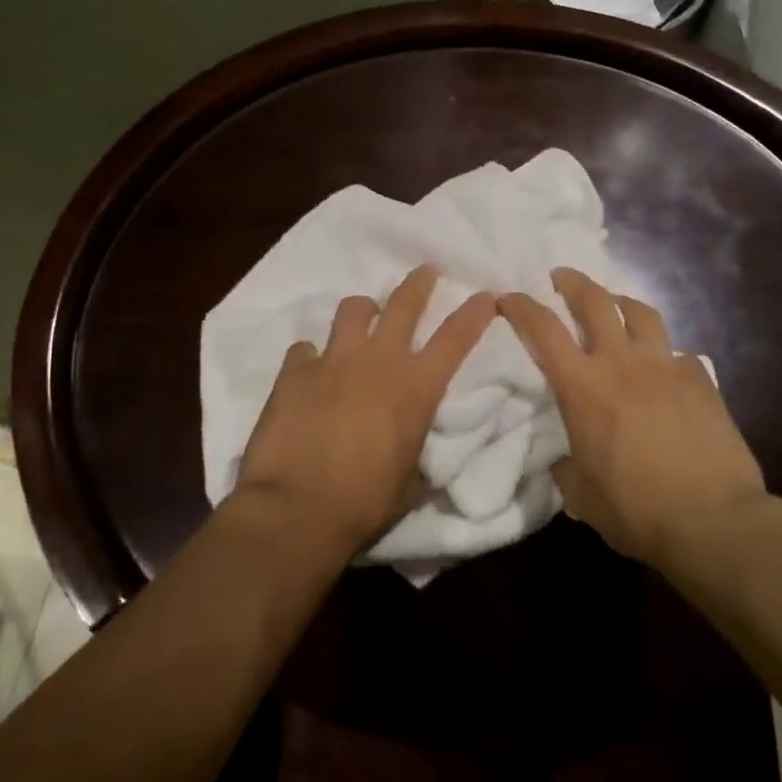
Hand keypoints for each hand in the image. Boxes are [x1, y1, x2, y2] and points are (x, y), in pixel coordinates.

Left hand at [234, 264, 495, 560]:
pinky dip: (311, 357)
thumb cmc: (365, 503)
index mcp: (416, 388)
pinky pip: (305, 349)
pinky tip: (309, 372)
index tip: (487, 294)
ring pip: (353, 310)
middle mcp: (378, 361)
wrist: (297, 509)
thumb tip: (417, 441)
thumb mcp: (412, 482)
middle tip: (426, 271)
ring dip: (363, 312)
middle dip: (419, 283)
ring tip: (362, 320)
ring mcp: (333, 361)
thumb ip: (418, 449)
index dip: (475, 312)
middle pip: (404, 303)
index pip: (456, 338)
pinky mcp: (294, 371)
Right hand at [498, 267, 767, 567]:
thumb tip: (566, 459)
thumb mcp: (582, 496)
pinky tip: (664, 371)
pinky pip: (677, 353)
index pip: (543, 330)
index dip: (521, 307)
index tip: (508, 297)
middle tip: (561, 277)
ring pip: (641, 312)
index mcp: (582, 388)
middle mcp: (621, 363)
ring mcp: (666, 366)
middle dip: (573, 282)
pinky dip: (663, 354)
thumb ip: (567, 468)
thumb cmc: (637, 511)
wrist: (714, 521)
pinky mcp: (701, 380)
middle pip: (595, 301)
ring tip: (614, 306)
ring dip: (620, 302)